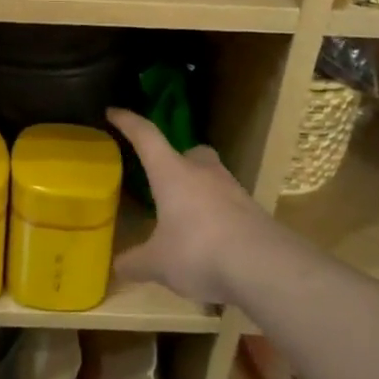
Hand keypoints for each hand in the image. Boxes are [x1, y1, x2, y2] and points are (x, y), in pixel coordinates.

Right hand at [108, 108, 271, 304]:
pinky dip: (217, 217)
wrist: (265, 266)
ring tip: (186, 219)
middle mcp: (203, 172)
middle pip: (188, 152)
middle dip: (175, 161)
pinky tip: (211, 243)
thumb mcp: (158, 263)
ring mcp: (233, 190)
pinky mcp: (253, 212)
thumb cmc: (199, 252)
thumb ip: (135, 262)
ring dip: (198, 191)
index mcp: (172, 173)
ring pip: (211, 178)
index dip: (128, 122)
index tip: (113, 112)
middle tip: (164, 179)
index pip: (146, 136)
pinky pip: (228, 205)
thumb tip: (117, 266)